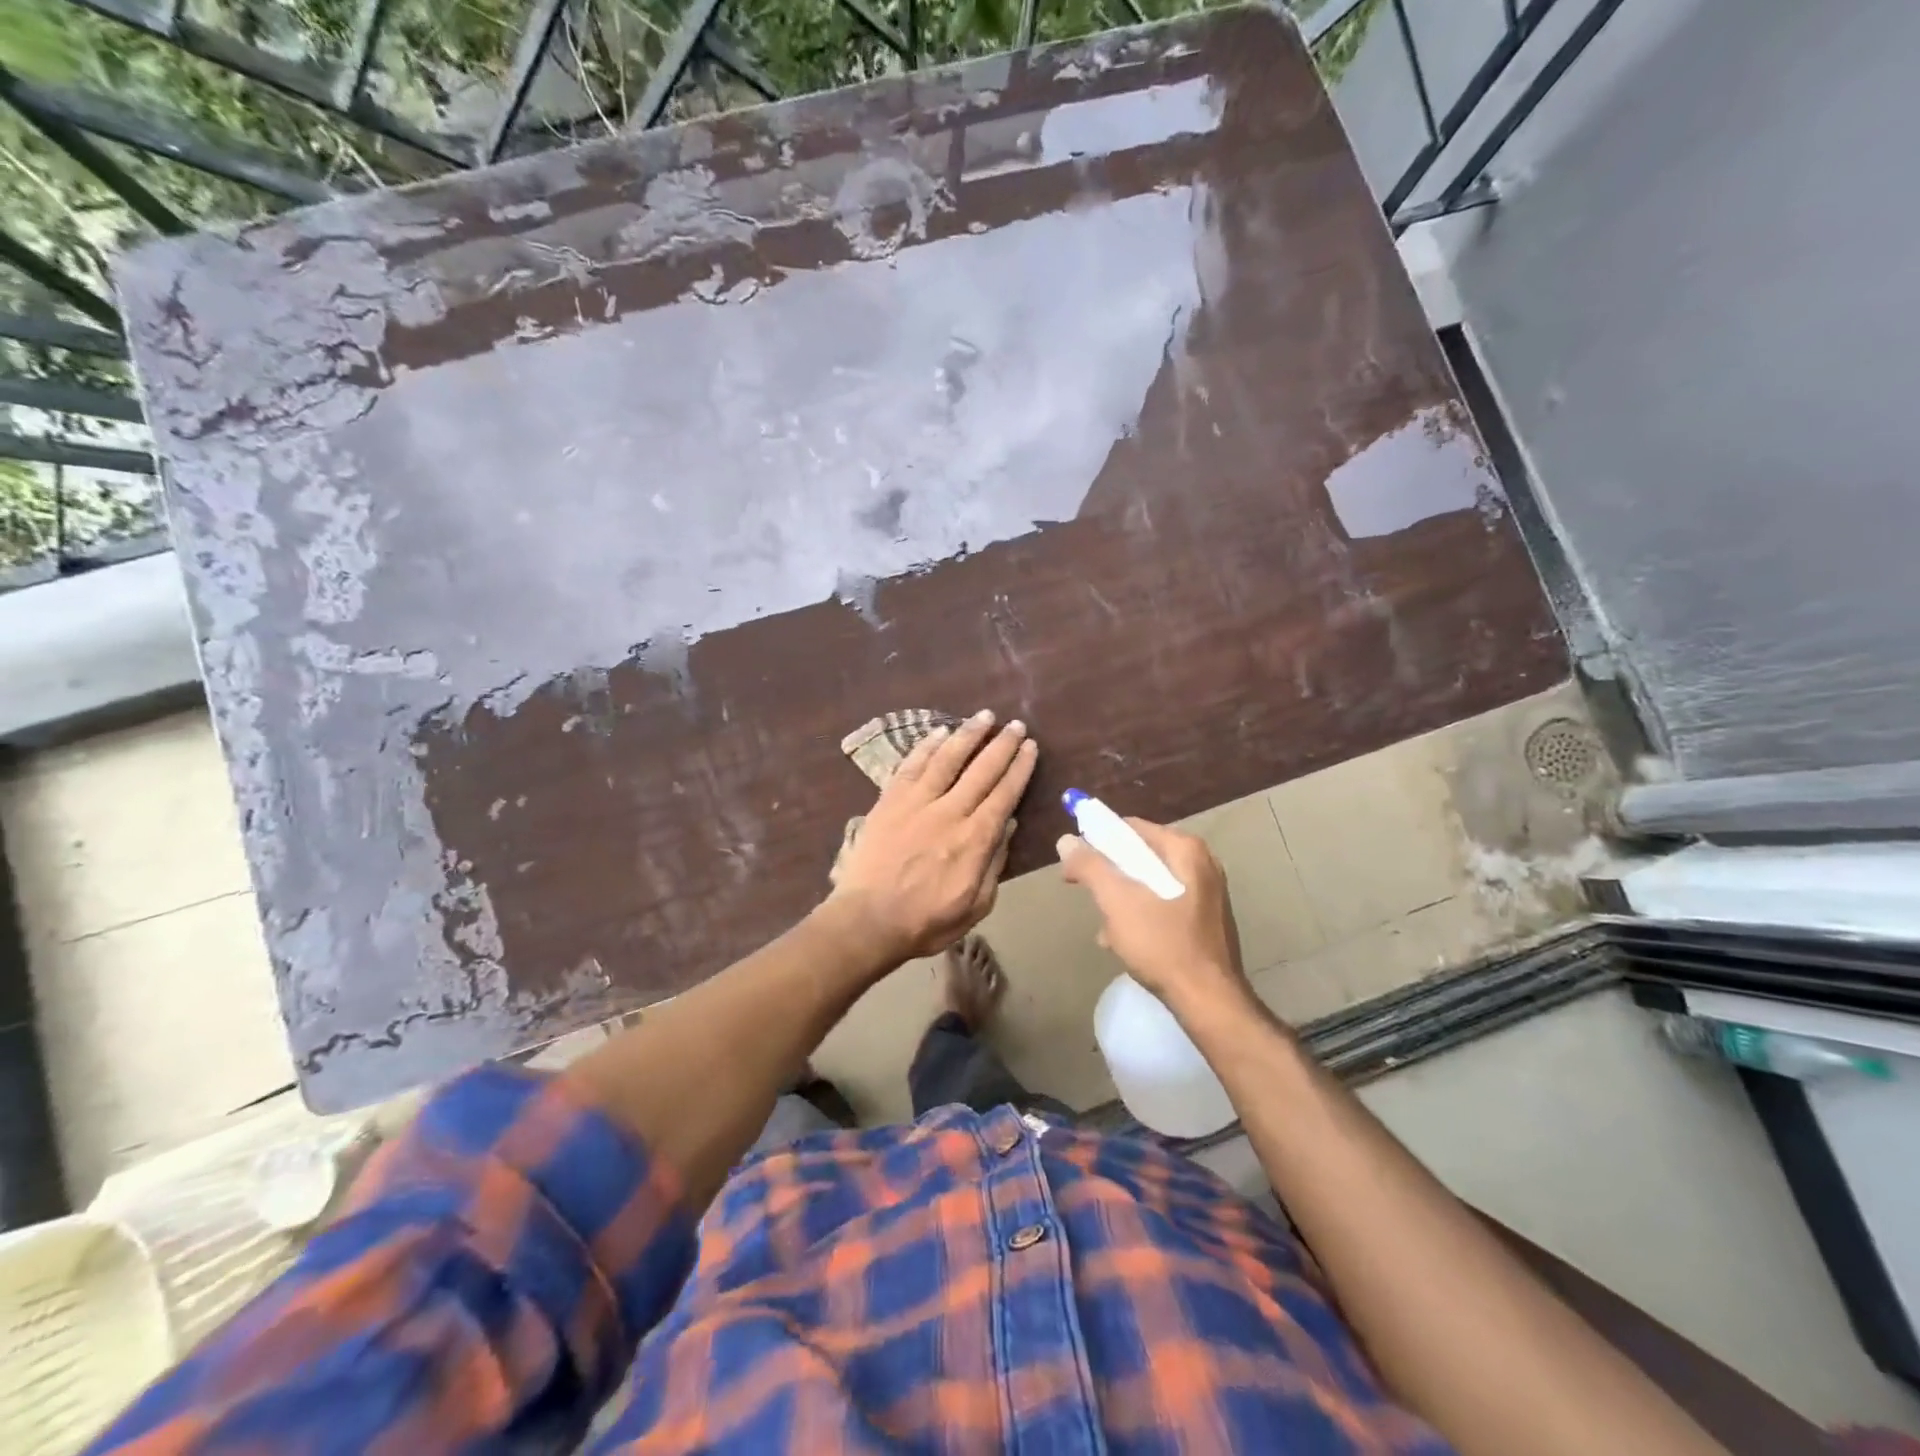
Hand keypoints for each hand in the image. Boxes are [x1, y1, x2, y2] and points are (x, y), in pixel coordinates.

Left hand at [826, 711, 1037, 964]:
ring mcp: (916, 803)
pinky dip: (927, 747)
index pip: (1005, 794)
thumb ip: (994, 864)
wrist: (867, 921)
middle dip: (1002, 745)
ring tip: (984, 716)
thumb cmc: (925, 921)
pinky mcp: (889, 801)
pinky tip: (940, 732)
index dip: (1020, 768)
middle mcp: (949, 812)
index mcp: (975, 839)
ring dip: (968, 734)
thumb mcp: (976, 905)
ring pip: (947, 759)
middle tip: (1016, 724)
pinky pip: (911, 766)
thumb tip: (1008, 826)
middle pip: (981, 770)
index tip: (1030, 747)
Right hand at [1057, 819, 1248, 1011]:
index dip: (1097, 841)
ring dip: (1123, 901)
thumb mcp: (1117, 902)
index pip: (1130, 829)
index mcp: (1185, 850)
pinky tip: (1126, 942)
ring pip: (1150, 884)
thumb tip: (1066, 841)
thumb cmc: (1163, 945)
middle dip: (1110, 876)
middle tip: (1090, 897)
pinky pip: (1164, 906)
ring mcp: (1207, 894)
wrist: (1209, 1002)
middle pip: (1140, 857)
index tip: (1075, 864)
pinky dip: (1142, 917)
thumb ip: (1090, 866)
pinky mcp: (1206, 921)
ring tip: (1107, 928)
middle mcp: (1201, 864)